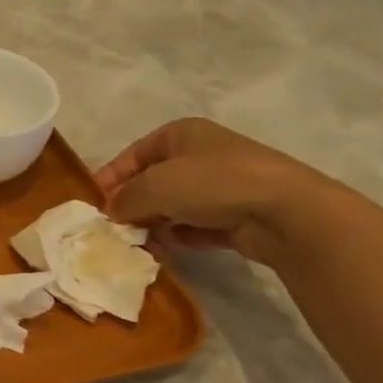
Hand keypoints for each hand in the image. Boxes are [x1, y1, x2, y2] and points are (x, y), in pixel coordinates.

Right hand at [94, 117, 348, 265]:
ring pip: (176, 204)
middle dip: (133, 203)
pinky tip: (170, 249)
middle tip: (115, 227)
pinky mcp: (240, 214)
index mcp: (181, 134)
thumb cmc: (213, 184)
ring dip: (157, 223)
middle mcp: (202, 154)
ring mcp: (224, 185)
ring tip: (140, 242)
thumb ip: (125, 198)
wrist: (288, 212)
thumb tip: (112, 212)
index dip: (111, 177)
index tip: (94, 203)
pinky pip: (199, 225)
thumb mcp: (154, 186)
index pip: (133, 154)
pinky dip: (183, 236)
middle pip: (154, 180)